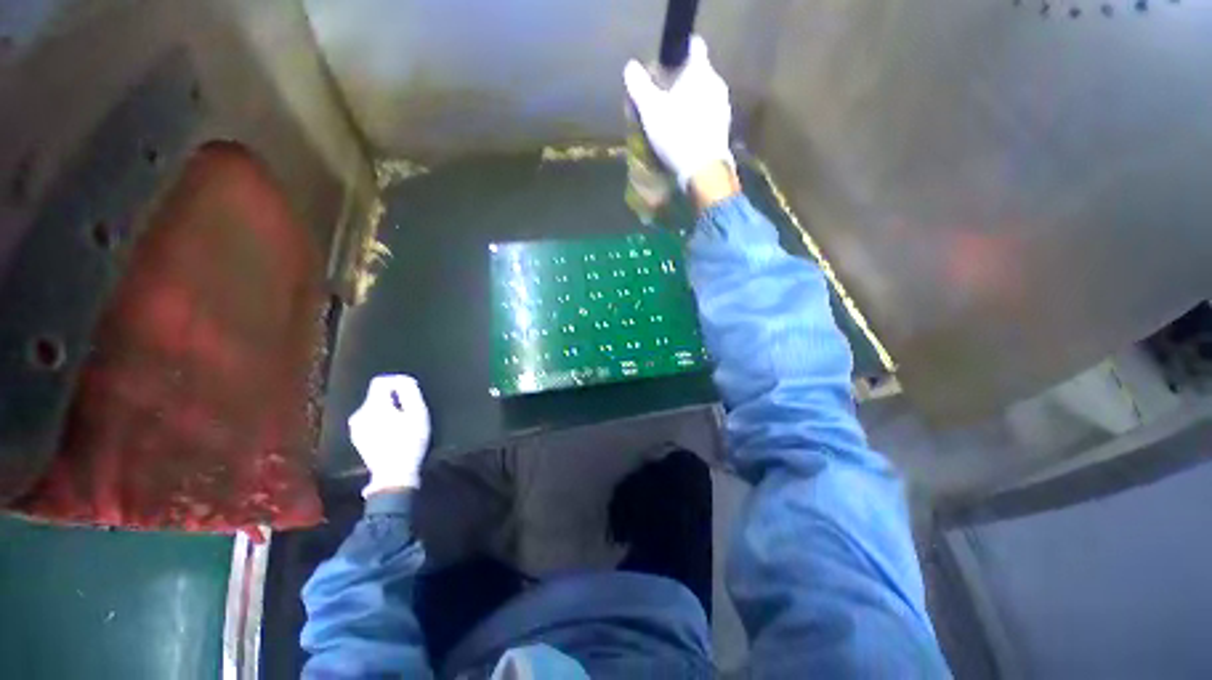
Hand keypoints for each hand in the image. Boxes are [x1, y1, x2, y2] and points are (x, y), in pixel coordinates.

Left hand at [348, 374, 430, 496]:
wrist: (394, 474)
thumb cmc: (410, 441)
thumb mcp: (418, 413)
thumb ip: (410, 392)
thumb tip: (404, 380)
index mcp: (373, 406)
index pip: (380, 381)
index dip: (397, 381)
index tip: (411, 390)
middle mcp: (359, 414)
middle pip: (377, 394)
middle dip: (394, 397)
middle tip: (411, 409)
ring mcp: (356, 427)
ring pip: (374, 407)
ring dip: (389, 408)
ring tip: (404, 421)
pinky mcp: (357, 437)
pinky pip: (370, 419)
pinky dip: (382, 419)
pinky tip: (394, 431)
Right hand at [624, 35, 734, 191]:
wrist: (703, 170)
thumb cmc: (676, 134)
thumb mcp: (651, 110)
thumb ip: (639, 86)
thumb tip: (630, 67)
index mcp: (701, 71)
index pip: (694, 46)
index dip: (678, 52)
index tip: (665, 65)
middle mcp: (717, 84)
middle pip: (698, 73)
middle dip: (681, 82)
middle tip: (663, 97)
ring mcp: (723, 107)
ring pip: (704, 95)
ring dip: (689, 102)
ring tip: (672, 118)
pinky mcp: (724, 129)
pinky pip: (708, 115)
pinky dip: (697, 119)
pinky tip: (685, 134)